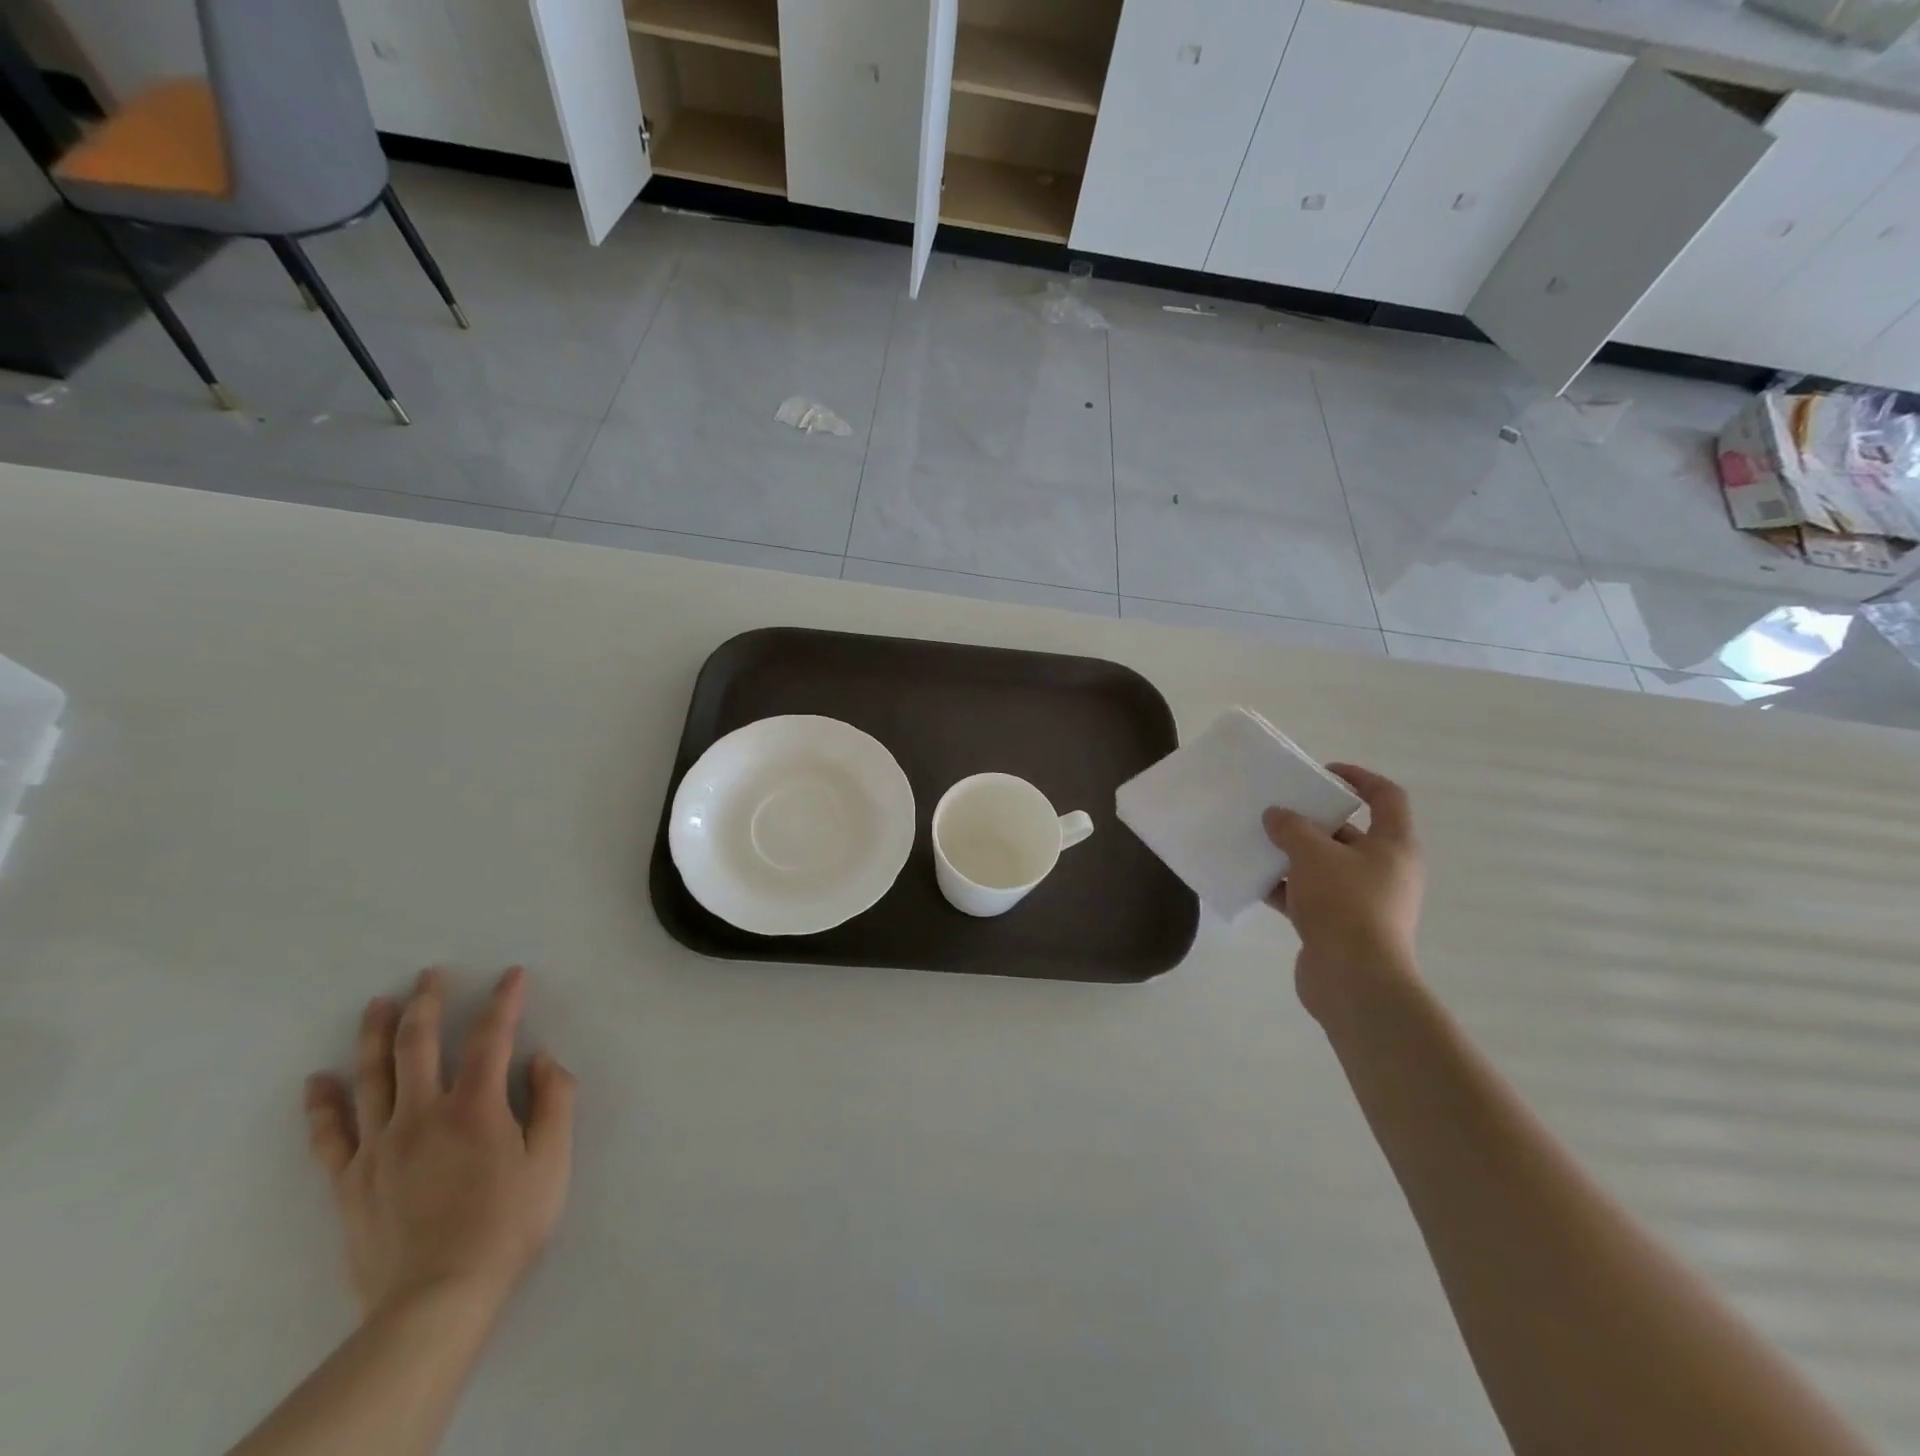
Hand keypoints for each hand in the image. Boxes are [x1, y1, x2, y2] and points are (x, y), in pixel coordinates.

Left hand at [303, 967, 576, 1324]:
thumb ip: (555, 1101)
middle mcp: (422, 1114)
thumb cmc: (507, 1225)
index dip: (504, 1000)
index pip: (492, 1036)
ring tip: (377, 1003)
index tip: (513, 975)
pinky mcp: (350, 1181)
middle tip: (429, 973)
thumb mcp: (553, 1161)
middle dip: (427, 1002)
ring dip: (375, 1034)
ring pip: (372, 1077)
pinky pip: (330, 1134)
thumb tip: (541, 1058)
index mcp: (475, 1107)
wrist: (436, 1301)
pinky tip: (317, 1081)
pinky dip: (322, 1104)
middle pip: (418, 1044)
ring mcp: (379, 1147)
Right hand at [1263, 763, 1423, 1022]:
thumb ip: (1291, 827)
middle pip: (1348, 832)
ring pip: (1324, 866)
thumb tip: (1276, 816)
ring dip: (1292, 855)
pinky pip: (1309, 895)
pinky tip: (1255, 881)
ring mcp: (1363, 900)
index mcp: (1393, 846)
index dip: (1358, 777)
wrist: (1354, 980)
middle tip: (1277, 811)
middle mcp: (1384, 870)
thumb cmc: (1344, 904)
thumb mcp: (1312, 854)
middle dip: (1311, 820)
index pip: (1386, 797)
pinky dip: (1285, 888)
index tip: (1321, 773)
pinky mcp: (1340, 926)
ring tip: (1258, 843)